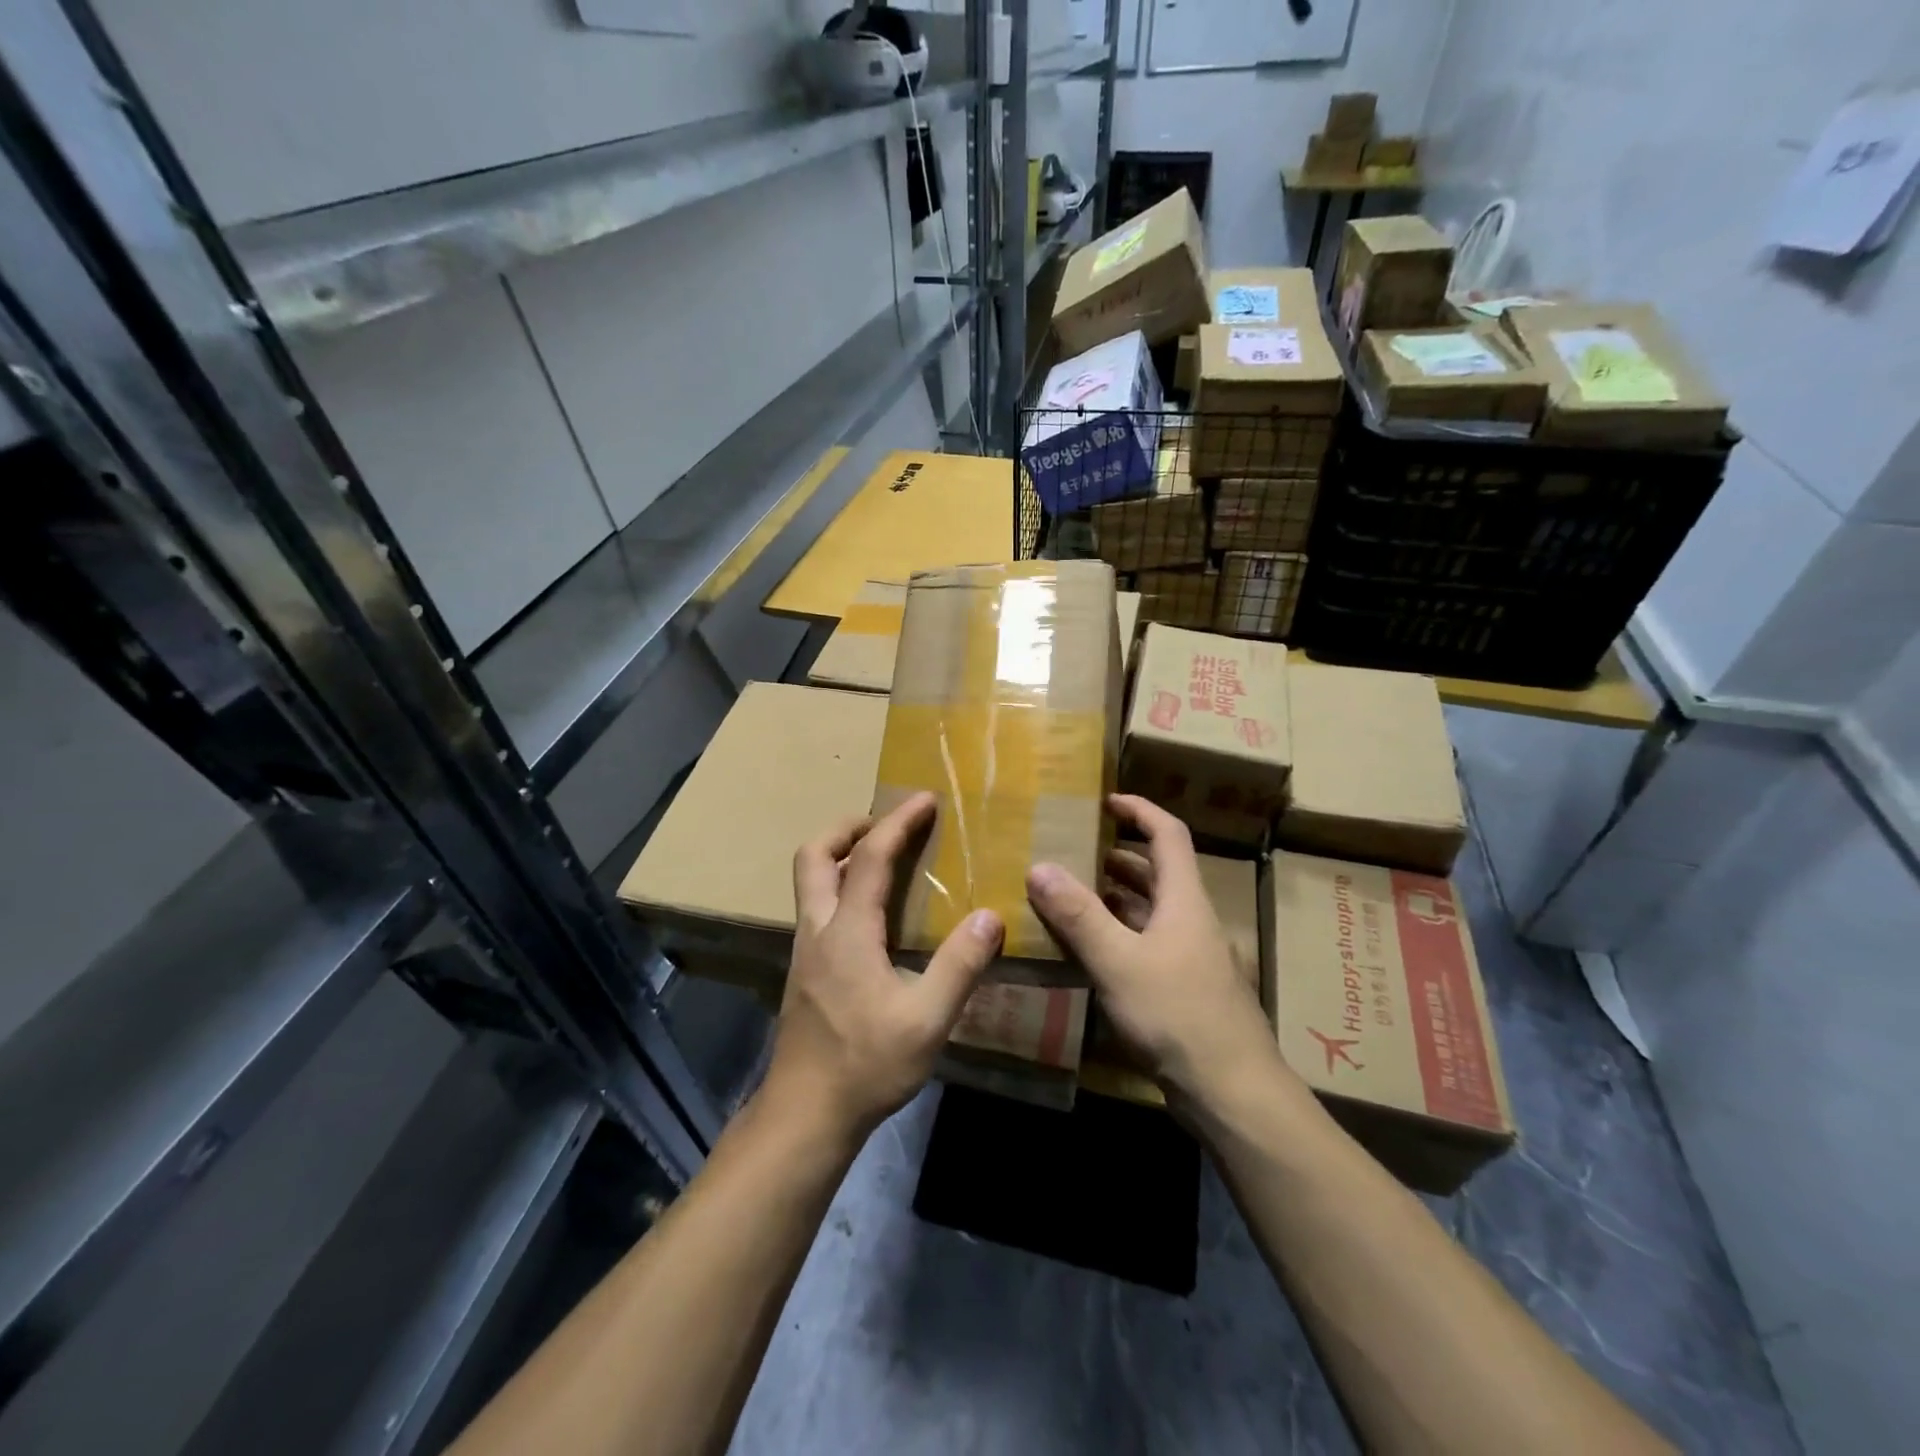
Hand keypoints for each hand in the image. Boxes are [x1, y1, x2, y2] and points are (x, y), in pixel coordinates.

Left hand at [765, 791, 1004, 1141]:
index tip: (925, 799)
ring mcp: (805, 950)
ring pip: (809, 881)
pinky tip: (870, 914)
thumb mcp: (926, 1020)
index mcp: (848, 931)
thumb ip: (959, 966)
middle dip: (848, 827)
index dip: (899, 822)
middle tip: (887, 825)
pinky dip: (839, 886)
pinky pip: (817, 907)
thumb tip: (990, 917)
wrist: (805, 1114)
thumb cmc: (866, 1065)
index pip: (871, 856)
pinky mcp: (804, 971)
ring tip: (882, 859)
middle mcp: (818, 929)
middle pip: (814, 855)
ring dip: (840, 855)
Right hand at [1026, 795, 1287, 1104]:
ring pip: (1151, 910)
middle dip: (1118, 856)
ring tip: (1071, 893)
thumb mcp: (1119, 961)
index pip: (1167, 834)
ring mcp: (1190, 956)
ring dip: (1116, 897)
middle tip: (1074, 850)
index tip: (1105, 801)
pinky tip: (1090, 949)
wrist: (1232, 1091)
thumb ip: (1079, 915)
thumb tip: (1039, 867)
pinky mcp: (1183, 988)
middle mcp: (1191, 919)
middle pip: (1158, 871)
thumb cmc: (1178, 1014)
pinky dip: (1119, 934)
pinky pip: (1146, 944)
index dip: (1139, 810)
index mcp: (1184, 900)